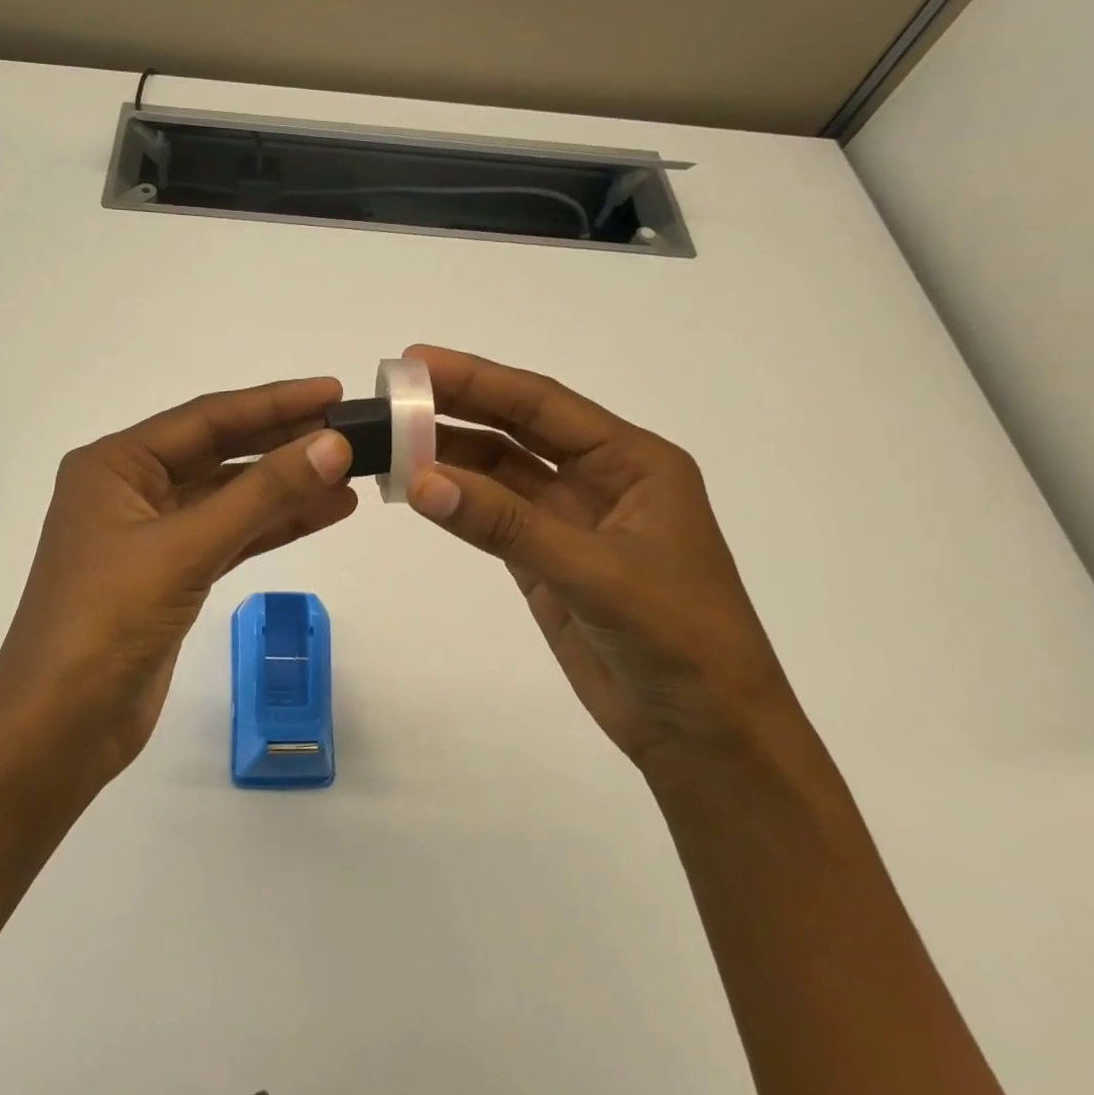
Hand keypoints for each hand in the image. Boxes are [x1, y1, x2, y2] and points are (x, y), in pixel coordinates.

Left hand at [0, 378, 356, 786]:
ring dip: (286, 486)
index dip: (273, 403)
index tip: (332, 392)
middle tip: (349, 430)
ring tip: (350, 473)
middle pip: (219, 453)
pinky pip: (229, 535)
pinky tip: (322, 513)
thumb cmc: (108, 622)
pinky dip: (273, 525)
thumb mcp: (186, 548)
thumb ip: (262, 494)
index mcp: (115, 465)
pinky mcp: (170, 575)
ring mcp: (150, 534)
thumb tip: (332, 444)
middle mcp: (130, 489)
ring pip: (229, 497)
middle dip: (283, 442)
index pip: (206, 418)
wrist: (60, 729)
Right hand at [403, 346, 799, 771]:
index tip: (417, 361)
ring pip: (498, 474)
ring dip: (448, 457)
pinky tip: (416, 490)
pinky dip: (454, 503)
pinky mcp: (544, 560)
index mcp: (632, 462)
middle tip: (391, 392)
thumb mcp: (595, 572)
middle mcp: (598, 479)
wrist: (705, 733)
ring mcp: (568, 521)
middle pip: (516, 431)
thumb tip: (421, 481)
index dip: (479, 379)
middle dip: (457, 408)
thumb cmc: (678, 640)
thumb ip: (506, 524)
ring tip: (388, 442)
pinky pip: (491, 518)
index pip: (543, 405)